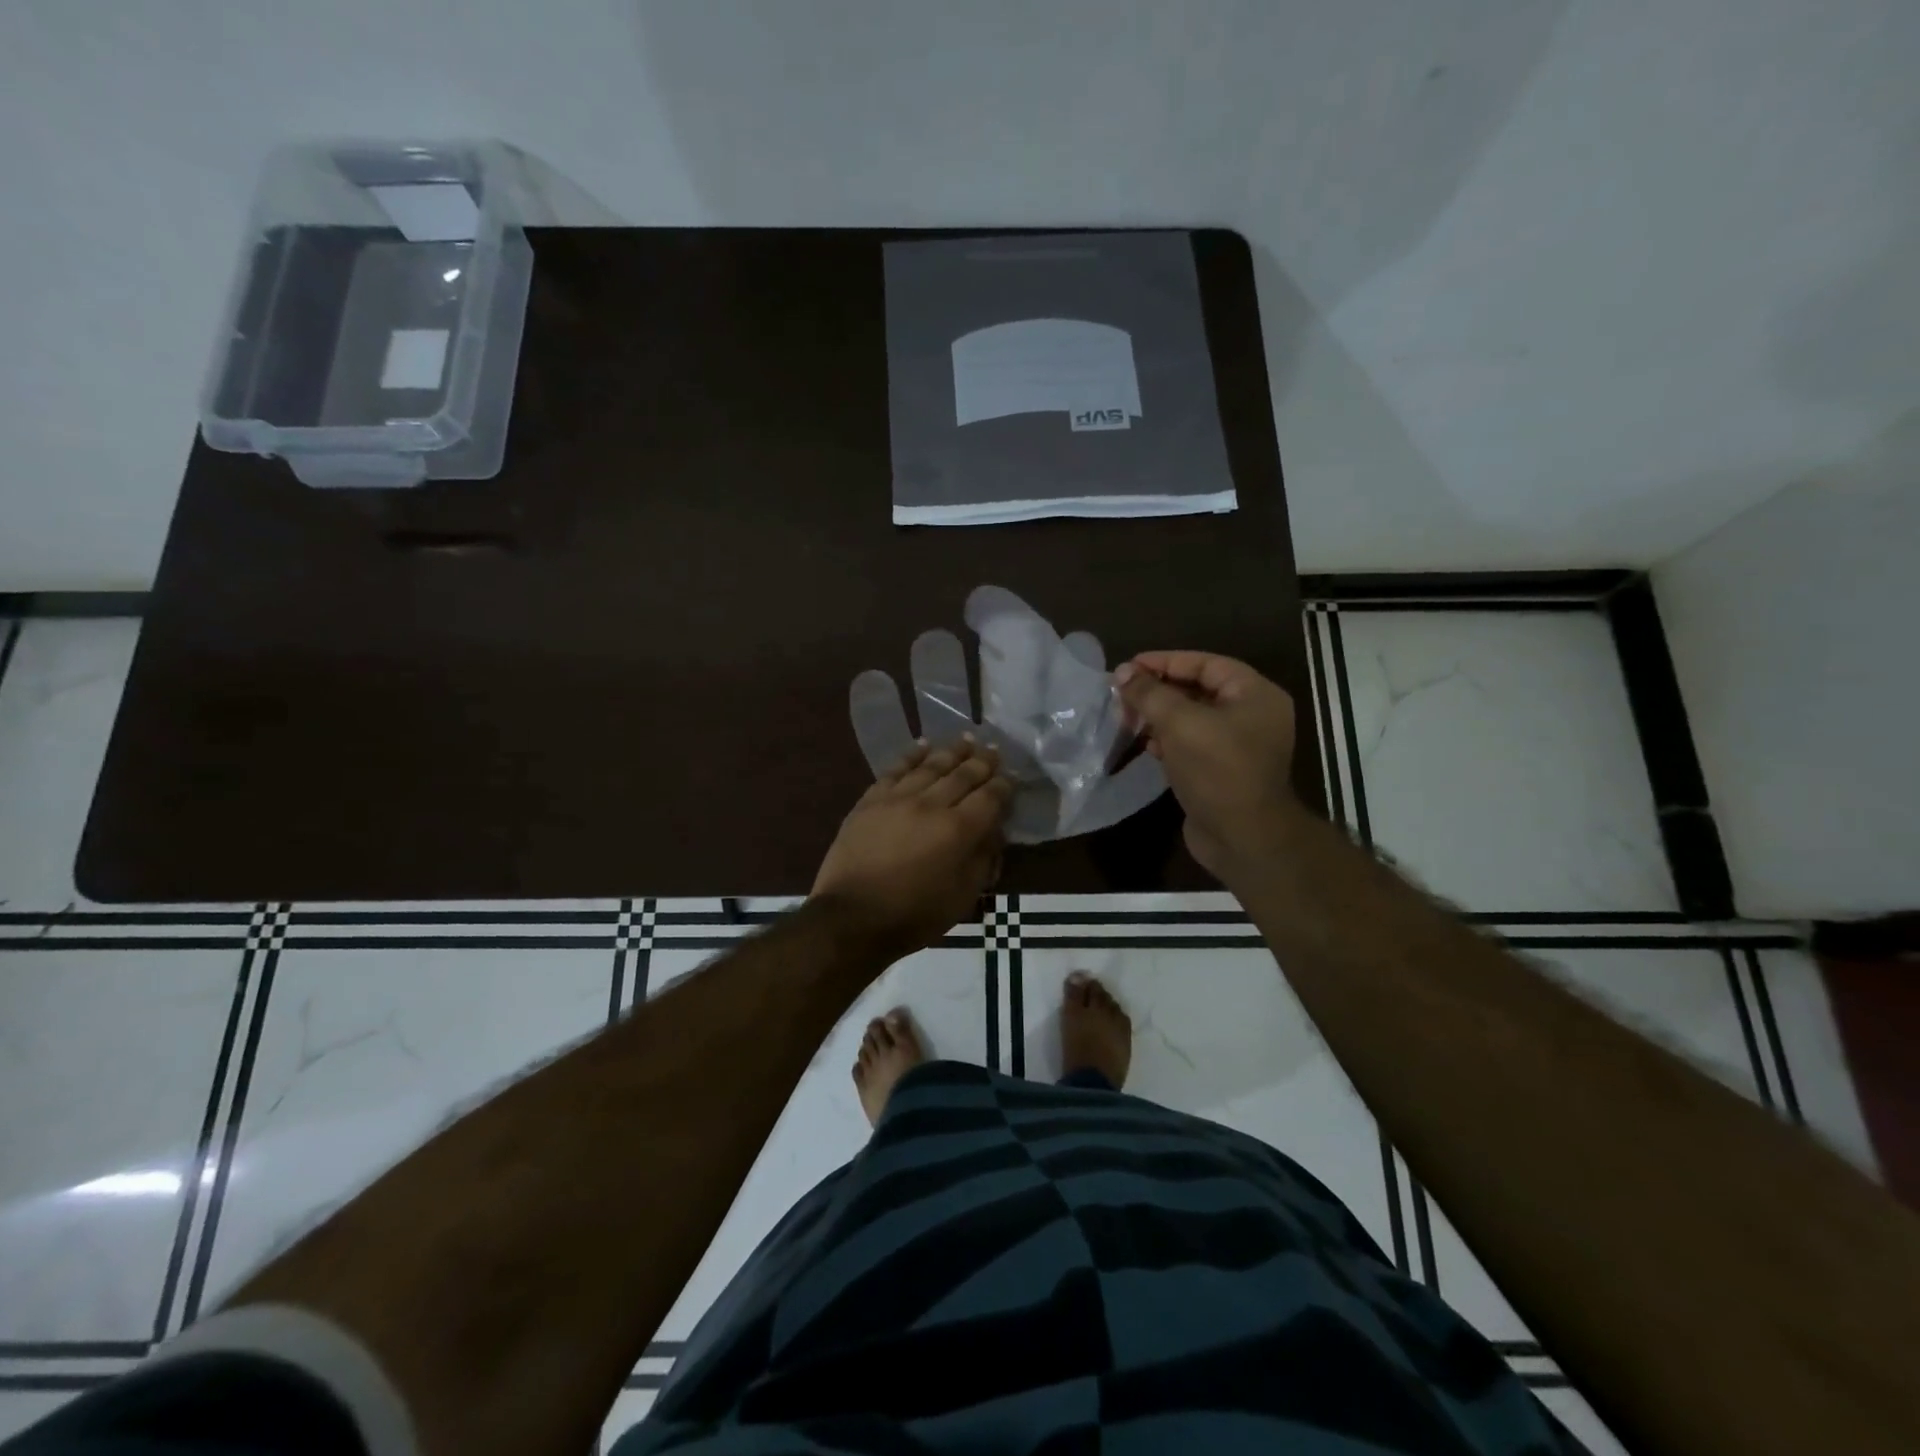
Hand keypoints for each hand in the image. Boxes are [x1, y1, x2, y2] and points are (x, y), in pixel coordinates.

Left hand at [812, 738, 1011, 955]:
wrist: (851, 918)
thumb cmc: (913, 915)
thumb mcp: (962, 897)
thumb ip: (983, 860)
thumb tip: (993, 831)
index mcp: (959, 831)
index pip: (990, 797)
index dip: (1004, 785)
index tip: (1012, 777)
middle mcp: (932, 805)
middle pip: (963, 774)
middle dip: (983, 761)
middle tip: (994, 750)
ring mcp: (898, 798)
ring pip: (931, 765)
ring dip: (952, 751)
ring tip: (967, 740)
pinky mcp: (871, 799)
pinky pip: (896, 769)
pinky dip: (913, 754)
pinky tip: (923, 744)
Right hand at [1114, 652, 1298, 878]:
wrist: (1243, 838)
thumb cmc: (1217, 770)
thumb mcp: (1180, 723)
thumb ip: (1150, 694)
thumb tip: (1123, 673)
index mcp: (1254, 695)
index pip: (1205, 664)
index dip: (1165, 662)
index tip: (1129, 667)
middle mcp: (1251, 715)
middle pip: (1197, 690)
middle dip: (1158, 691)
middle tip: (1122, 694)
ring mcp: (1238, 746)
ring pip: (1191, 719)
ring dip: (1158, 716)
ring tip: (1126, 717)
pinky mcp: (1222, 771)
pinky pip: (1191, 745)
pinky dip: (1167, 741)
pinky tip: (1144, 744)